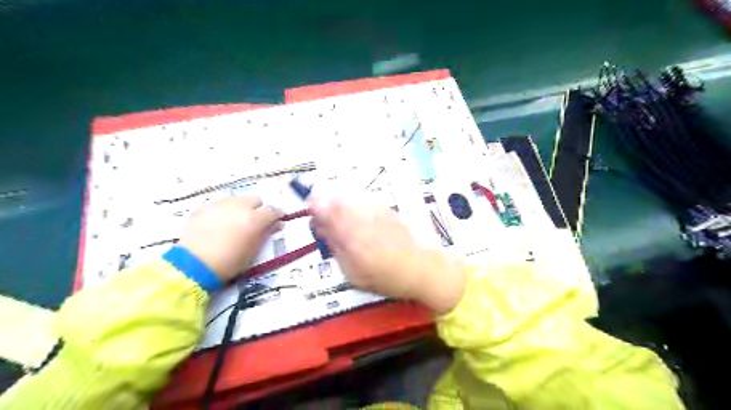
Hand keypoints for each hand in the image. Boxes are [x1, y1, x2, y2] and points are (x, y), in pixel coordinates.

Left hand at [180, 198, 281, 283]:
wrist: (194, 265)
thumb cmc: (230, 262)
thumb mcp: (253, 251)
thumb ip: (266, 233)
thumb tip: (277, 224)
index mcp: (255, 218)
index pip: (272, 210)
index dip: (277, 215)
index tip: (276, 221)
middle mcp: (239, 206)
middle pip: (255, 199)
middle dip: (257, 208)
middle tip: (254, 222)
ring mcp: (220, 205)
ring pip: (237, 199)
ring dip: (240, 208)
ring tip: (235, 222)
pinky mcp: (203, 207)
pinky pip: (220, 204)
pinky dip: (223, 211)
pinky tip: (218, 224)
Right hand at [311, 197, 465, 311]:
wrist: (420, 268)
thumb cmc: (385, 277)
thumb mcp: (353, 273)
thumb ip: (336, 249)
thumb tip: (322, 230)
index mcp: (351, 238)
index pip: (327, 213)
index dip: (315, 207)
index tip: (309, 208)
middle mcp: (363, 220)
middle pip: (337, 201)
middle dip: (324, 202)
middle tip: (320, 211)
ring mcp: (376, 212)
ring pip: (350, 198)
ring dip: (338, 202)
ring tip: (336, 212)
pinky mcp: (387, 209)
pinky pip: (364, 200)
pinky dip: (354, 204)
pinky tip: (355, 213)